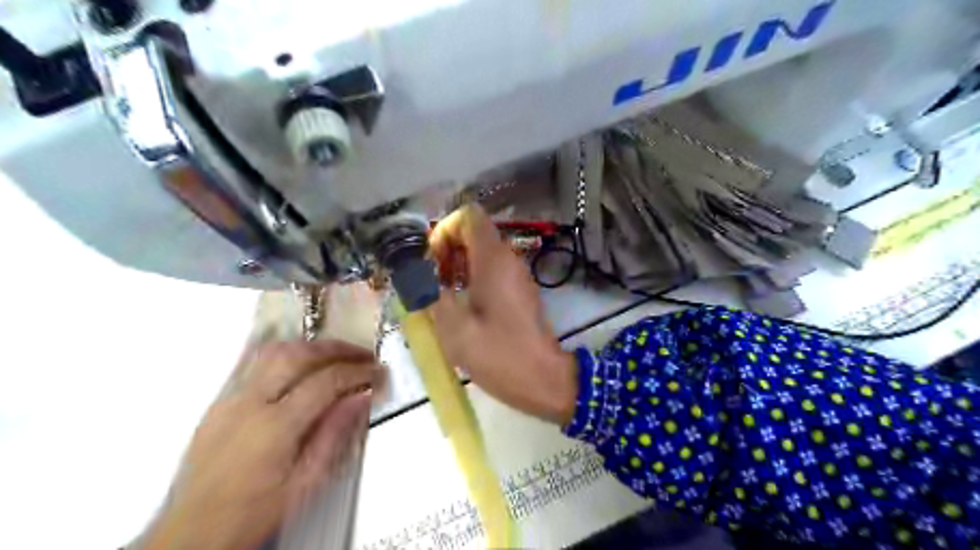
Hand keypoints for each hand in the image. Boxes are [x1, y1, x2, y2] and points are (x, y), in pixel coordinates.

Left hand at [140, 339, 375, 548]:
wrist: (192, 534)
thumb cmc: (249, 515)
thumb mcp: (306, 483)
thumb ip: (335, 435)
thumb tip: (360, 399)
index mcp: (275, 427)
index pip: (326, 381)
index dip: (358, 371)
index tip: (377, 372)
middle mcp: (249, 405)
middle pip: (299, 355)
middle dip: (338, 349)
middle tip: (362, 355)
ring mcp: (230, 401)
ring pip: (273, 352)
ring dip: (310, 347)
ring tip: (334, 354)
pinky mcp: (219, 405)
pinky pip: (252, 365)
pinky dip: (284, 355)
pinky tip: (298, 363)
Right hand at [428, 207, 576, 425]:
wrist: (542, 379)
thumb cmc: (498, 354)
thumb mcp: (453, 327)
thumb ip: (429, 294)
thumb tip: (415, 277)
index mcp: (493, 259)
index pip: (469, 217)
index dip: (444, 230)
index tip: (430, 260)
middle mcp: (508, 259)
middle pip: (474, 234)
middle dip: (446, 250)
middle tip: (429, 281)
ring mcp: (516, 275)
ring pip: (481, 254)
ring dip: (456, 267)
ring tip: (439, 295)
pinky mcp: (518, 292)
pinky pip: (491, 272)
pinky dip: (471, 279)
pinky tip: (458, 306)